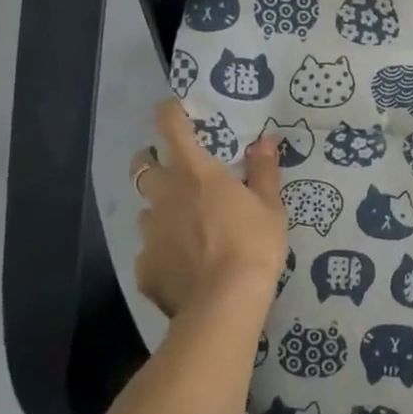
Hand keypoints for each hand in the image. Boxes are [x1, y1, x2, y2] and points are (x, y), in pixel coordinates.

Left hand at [131, 99, 286, 326]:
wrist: (224, 304)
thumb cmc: (253, 245)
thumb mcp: (270, 206)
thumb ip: (263, 170)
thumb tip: (265, 140)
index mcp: (196, 173)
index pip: (171, 128)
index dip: (168, 112)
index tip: (173, 109)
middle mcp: (165, 196)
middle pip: (142, 165)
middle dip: (150, 160)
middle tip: (170, 167)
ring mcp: (149, 232)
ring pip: (145, 210)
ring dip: (159, 209)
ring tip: (184, 225)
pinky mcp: (144, 266)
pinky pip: (149, 250)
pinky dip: (163, 251)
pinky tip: (183, 265)